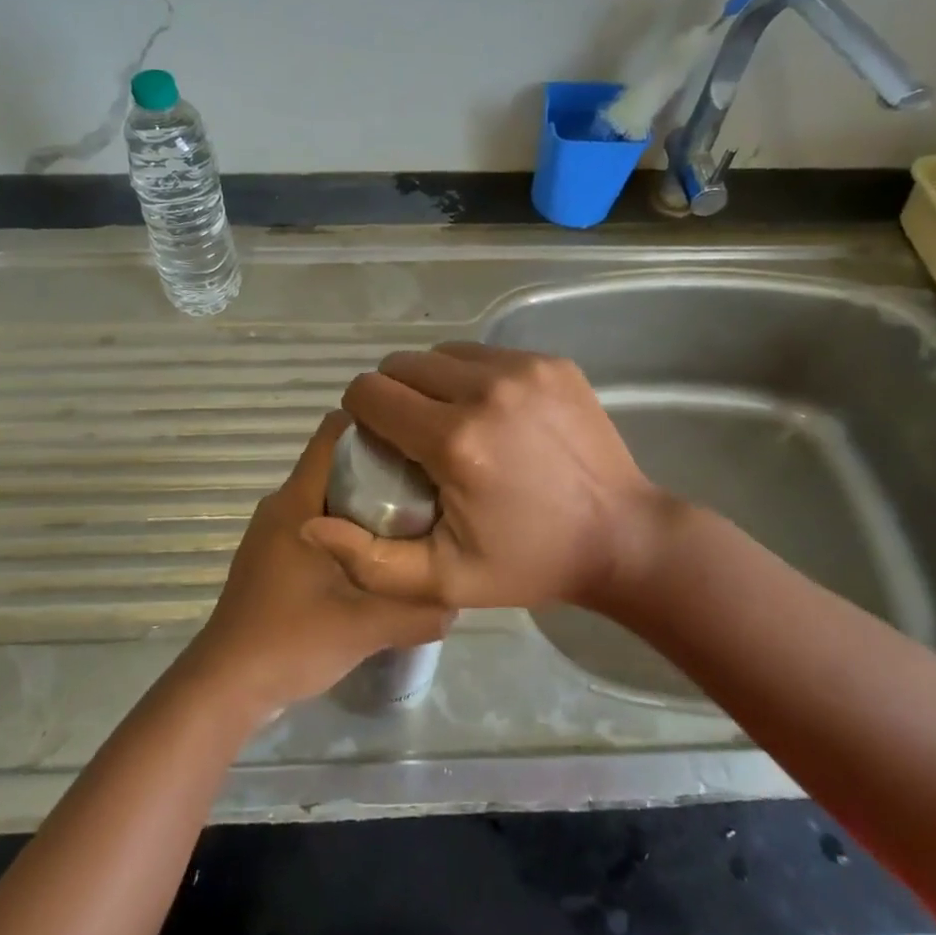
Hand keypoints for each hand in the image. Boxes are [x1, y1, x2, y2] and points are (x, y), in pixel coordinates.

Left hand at [181, 412, 452, 715]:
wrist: (227, 686)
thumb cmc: (290, 640)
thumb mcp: (364, 627)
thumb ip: (416, 611)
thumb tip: (459, 598)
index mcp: (297, 502)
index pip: (333, 435)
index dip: (375, 426)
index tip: (417, 441)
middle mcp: (282, 506)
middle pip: (336, 465)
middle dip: (381, 468)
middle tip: (429, 488)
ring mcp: (273, 532)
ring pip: (328, 497)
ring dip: (366, 503)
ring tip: (413, 522)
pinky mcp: (272, 556)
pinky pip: (317, 523)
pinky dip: (348, 528)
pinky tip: (378, 558)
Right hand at [303, 343, 678, 613]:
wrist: (623, 537)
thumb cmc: (528, 562)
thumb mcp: (443, 581)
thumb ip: (369, 559)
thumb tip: (312, 522)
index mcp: (454, 441)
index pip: (370, 393)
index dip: (361, 416)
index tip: (377, 444)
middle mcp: (486, 390)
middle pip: (402, 365)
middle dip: (392, 395)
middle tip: (411, 436)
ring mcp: (524, 369)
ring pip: (442, 353)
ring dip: (430, 381)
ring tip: (448, 421)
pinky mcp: (551, 362)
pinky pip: (484, 354)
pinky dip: (471, 376)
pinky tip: (489, 413)